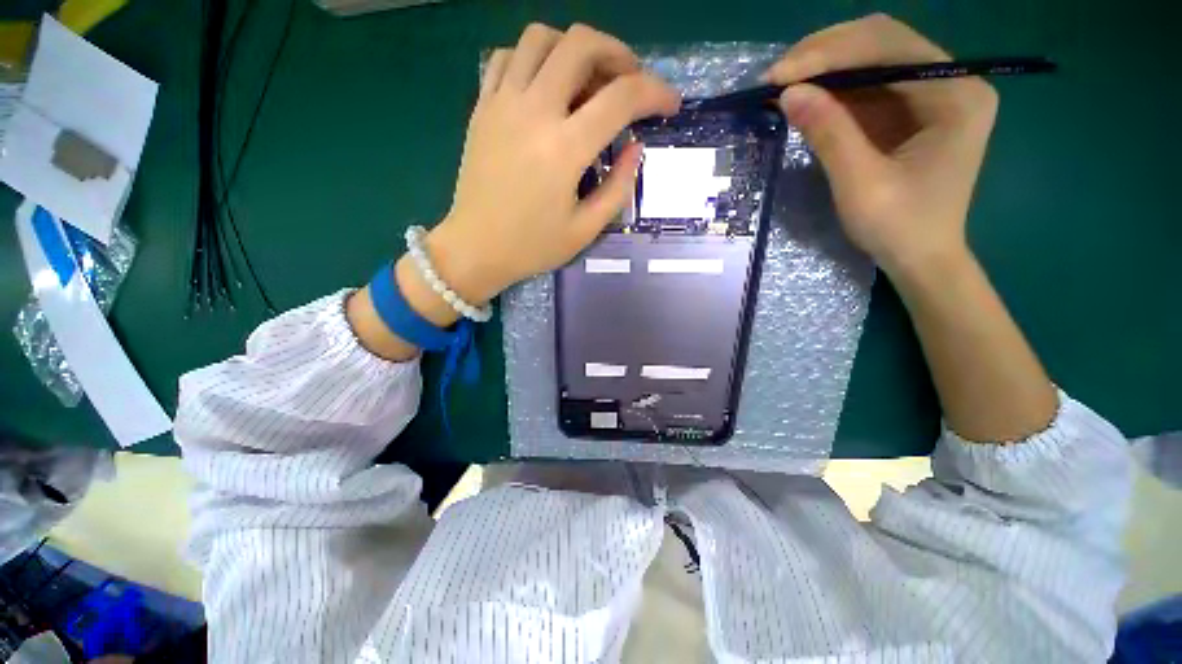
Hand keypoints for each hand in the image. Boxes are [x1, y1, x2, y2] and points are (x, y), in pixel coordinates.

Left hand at [426, 23, 680, 302]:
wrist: (475, 249)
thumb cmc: (532, 247)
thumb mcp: (585, 230)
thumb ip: (618, 188)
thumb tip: (637, 148)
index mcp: (564, 149)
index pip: (621, 98)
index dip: (656, 93)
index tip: (670, 104)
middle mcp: (533, 113)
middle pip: (581, 44)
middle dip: (619, 54)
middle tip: (630, 82)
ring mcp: (502, 104)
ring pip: (541, 38)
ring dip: (574, 48)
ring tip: (589, 80)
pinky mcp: (482, 107)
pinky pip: (507, 56)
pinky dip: (535, 58)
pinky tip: (547, 85)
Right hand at [765, 14, 997, 278]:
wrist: (921, 258)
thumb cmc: (899, 228)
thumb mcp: (860, 184)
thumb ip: (828, 133)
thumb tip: (788, 92)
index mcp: (956, 94)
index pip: (889, 47)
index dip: (829, 54)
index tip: (778, 75)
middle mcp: (952, 81)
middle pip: (883, 42)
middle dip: (825, 54)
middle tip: (777, 77)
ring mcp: (932, 94)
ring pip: (873, 59)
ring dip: (826, 69)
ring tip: (783, 86)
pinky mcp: (913, 111)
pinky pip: (870, 86)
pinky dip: (834, 90)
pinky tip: (807, 98)